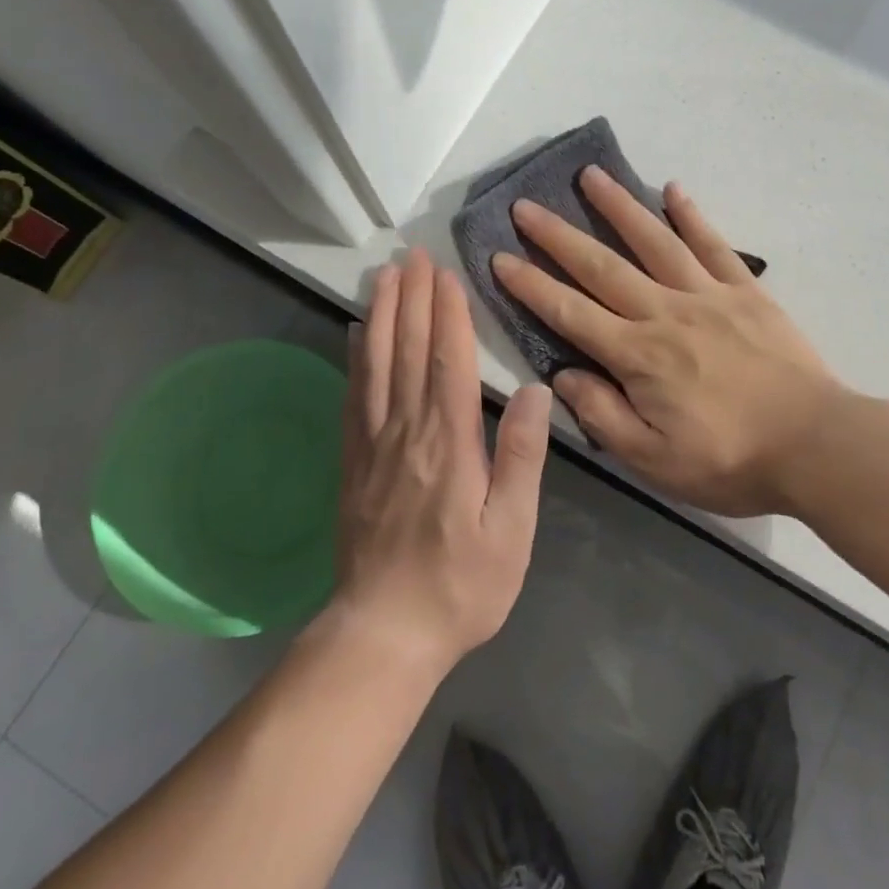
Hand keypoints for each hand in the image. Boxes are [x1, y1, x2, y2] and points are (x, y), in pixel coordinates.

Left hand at [331, 249, 551, 676]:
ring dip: (383, 315)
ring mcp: (373, 445)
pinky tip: (358, 334)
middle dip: (413, 299)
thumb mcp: (511, 531)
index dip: (448, 315)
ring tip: (385, 276)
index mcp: (449, 445)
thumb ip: (522, 457)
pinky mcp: (353, 462)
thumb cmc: (460, 586)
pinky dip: (357, 358)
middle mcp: (405, 432)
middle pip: (408, 352)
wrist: (383, 633)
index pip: (447, 364)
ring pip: (376, 365)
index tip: (446, 274)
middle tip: (412, 254)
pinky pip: (353, 396)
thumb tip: (535, 392)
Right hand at [493, 167, 842, 518]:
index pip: (570, 312)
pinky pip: (714, 245)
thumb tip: (564, 374)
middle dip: (558, 235)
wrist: (815, 445)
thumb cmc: (729, 460)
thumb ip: (603, 415)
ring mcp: (708, 296)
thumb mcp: (654, 460)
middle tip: (525, 206)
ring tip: (590, 175)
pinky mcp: (746, 292)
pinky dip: (692, 215)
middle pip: (602, 267)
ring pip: (654, 242)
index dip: (530, 285)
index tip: (499, 257)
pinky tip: (673, 189)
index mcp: (637, 356)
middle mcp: (665, 313)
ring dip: (618, 207)